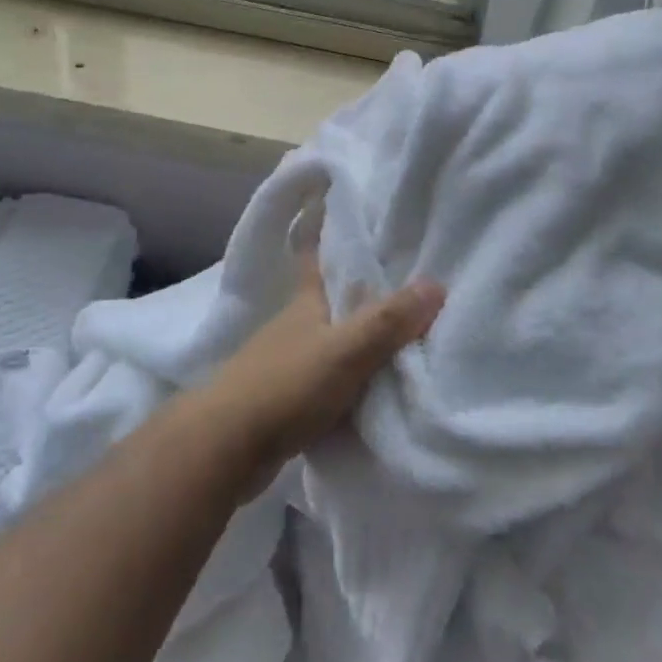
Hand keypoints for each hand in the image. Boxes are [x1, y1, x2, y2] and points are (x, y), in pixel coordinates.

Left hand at [202, 251, 444, 489]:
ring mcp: (285, 363)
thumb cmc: (286, 386)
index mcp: (306, 303)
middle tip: (402, 283)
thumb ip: (388, 321)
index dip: (327, 234)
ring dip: (356, 339)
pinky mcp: (284, 400)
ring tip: (398, 337)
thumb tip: (436, 284)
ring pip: (329, 341)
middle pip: (330, 301)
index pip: (317, 258)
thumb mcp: (345, 350)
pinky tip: (370, 389)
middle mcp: (295, 326)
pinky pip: (326, 380)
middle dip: (359, 292)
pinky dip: (347, 380)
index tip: (344, 213)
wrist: (225, 448)